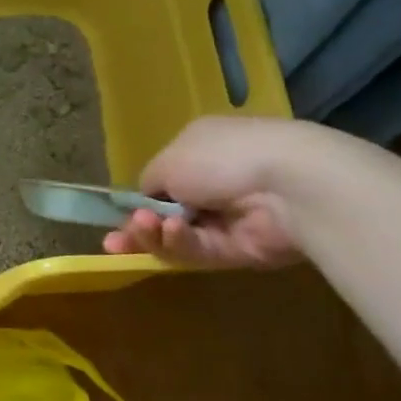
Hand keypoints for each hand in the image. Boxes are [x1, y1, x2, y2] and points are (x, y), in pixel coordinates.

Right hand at [103, 115, 308, 268]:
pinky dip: (180, 242)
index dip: (137, 201)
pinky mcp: (239, 250)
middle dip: (139, 227)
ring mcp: (227, 219)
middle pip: (165, 214)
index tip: (116, 215)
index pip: (161, 181)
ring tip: (143, 229)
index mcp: (199, 151)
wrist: (287, 184)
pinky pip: (199, 250)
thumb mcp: (168, 161)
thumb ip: (148, 184)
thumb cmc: (220, 158)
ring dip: (154, 235)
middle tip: (114, 241)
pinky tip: (169, 232)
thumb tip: (146, 202)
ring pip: (178, 236)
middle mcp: (213, 183)